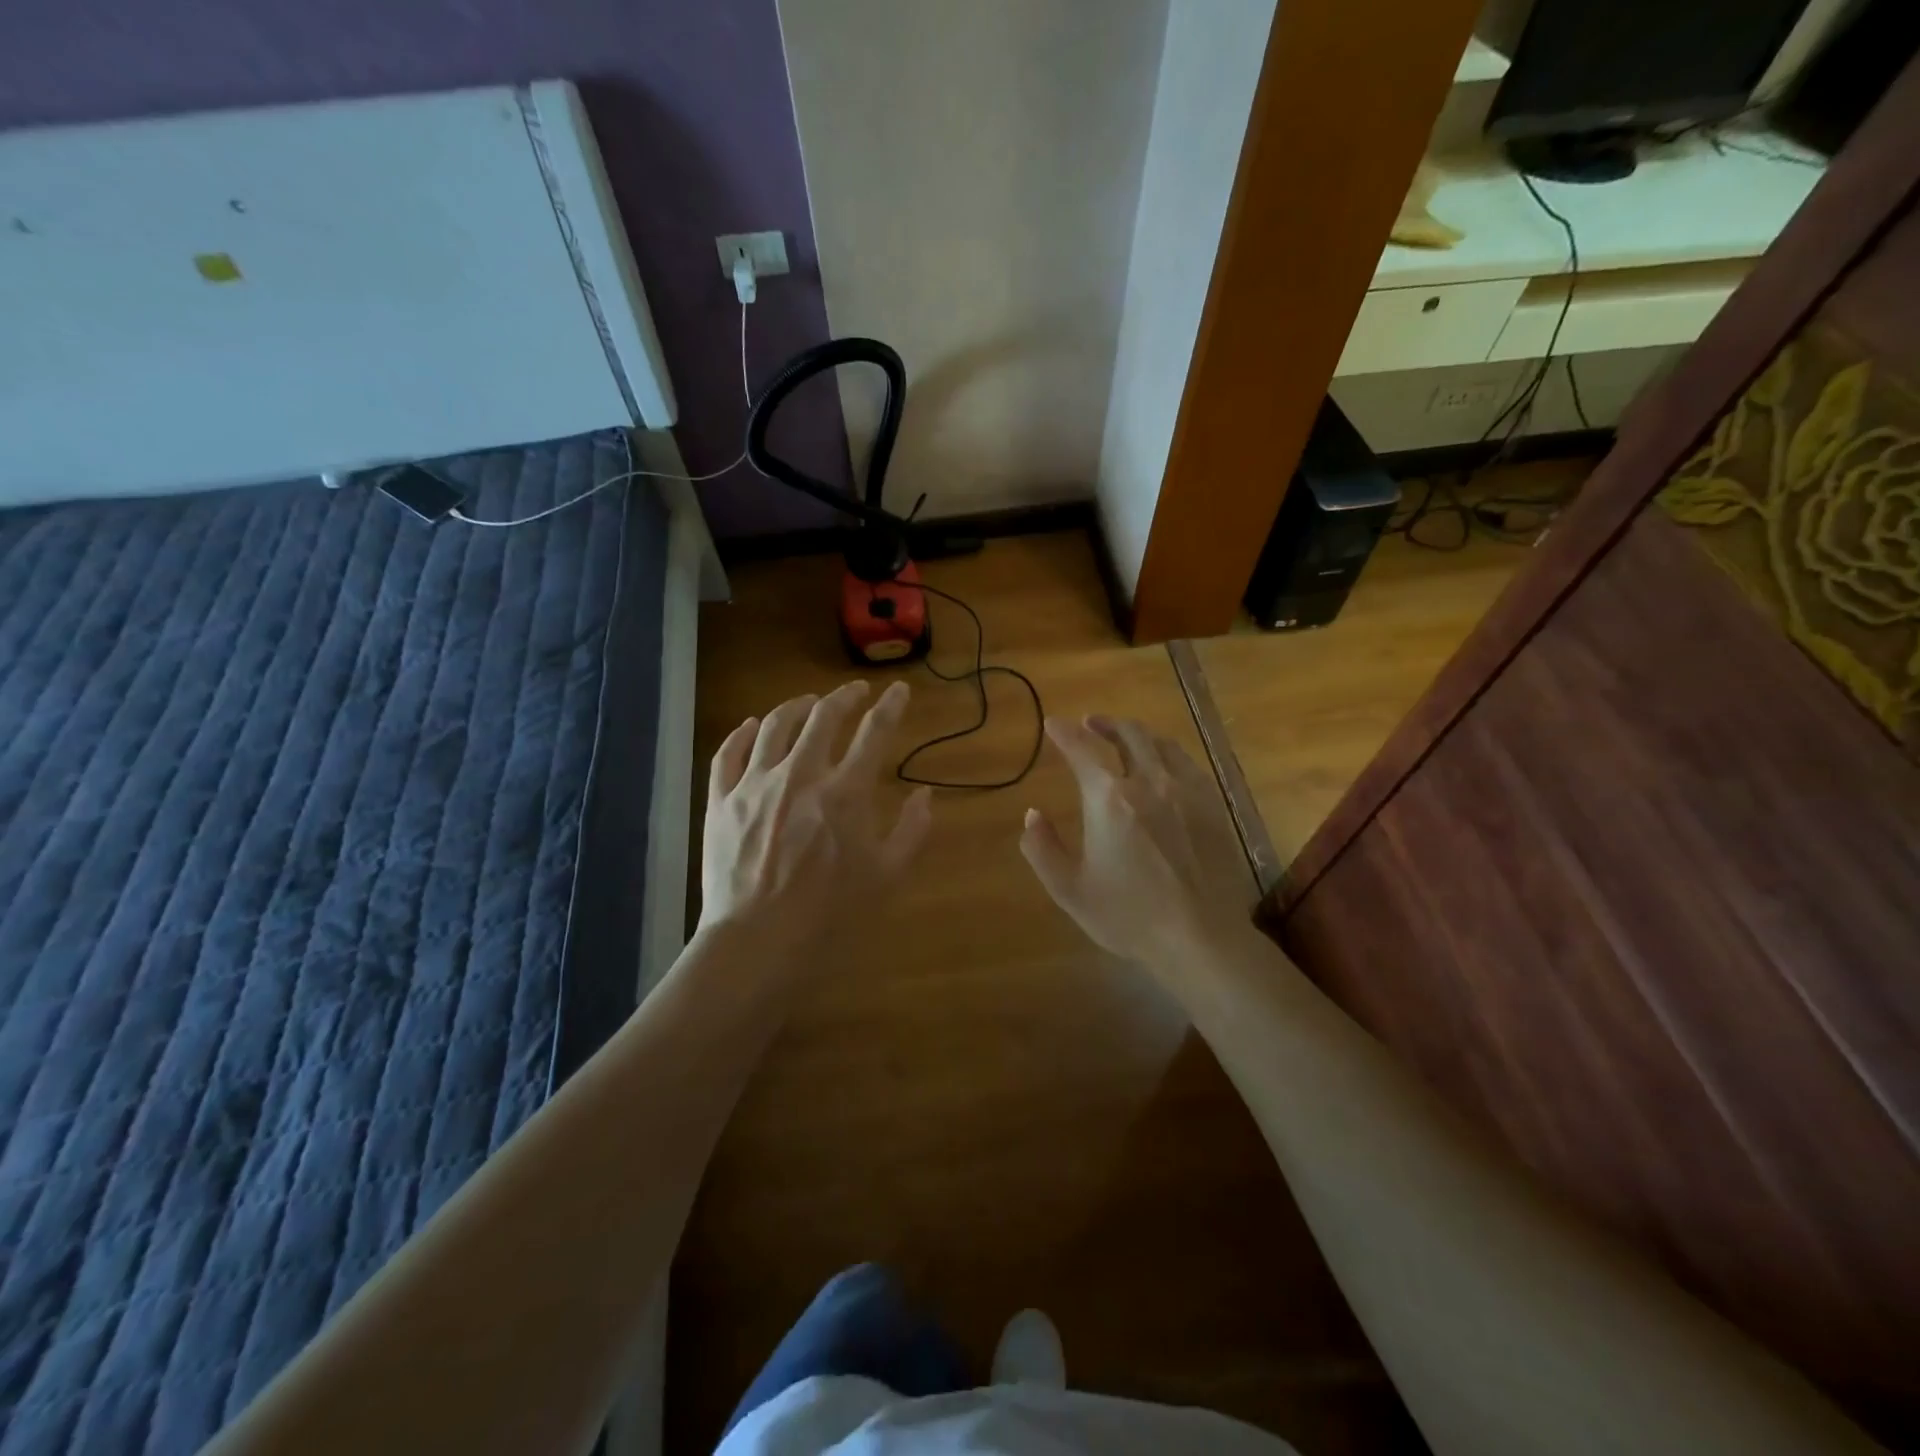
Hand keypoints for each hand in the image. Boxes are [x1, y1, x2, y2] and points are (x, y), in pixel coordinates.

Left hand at [700, 680, 931, 960]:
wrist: (758, 941)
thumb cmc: (830, 913)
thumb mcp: (887, 876)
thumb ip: (912, 831)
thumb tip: (924, 795)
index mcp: (846, 792)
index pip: (874, 732)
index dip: (891, 706)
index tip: (899, 690)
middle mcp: (800, 774)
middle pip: (823, 717)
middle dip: (845, 696)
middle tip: (855, 691)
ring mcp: (755, 784)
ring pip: (773, 725)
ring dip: (796, 706)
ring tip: (807, 702)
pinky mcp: (721, 801)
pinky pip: (728, 753)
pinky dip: (741, 733)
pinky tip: (751, 726)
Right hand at [1020, 715, 1254, 968]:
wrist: (1202, 939)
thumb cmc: (1129, 917)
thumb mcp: (1070, 890)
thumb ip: (1042, 848)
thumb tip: (1031, 815)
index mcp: (1110, 799)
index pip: (1082, 750)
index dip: (1064, 732)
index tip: (1053, 723)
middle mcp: (1150, 782)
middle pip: (1129, 734)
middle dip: (1105, 724)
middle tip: (1090, 723)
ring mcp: (1187, 791)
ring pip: (1162, 744)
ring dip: (1138, 734)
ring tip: (1126, 738)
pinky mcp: (1214, 806)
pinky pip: (1188, 764)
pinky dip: (1168, 754)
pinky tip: (1165, 766)